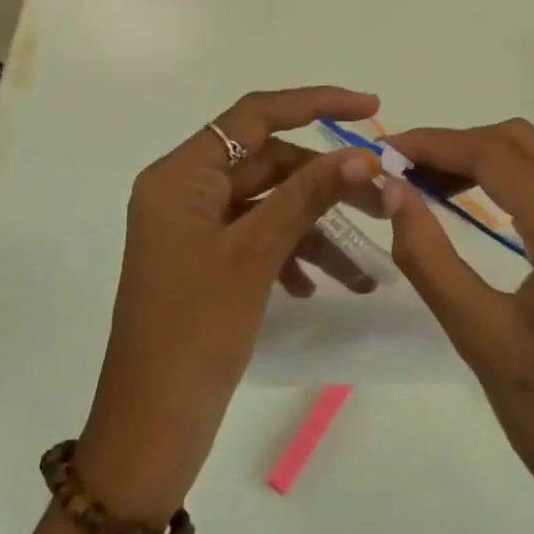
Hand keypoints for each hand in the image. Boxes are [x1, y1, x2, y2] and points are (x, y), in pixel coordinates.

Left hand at [77, 88, 381, 519]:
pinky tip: (316, 286)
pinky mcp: (205, 261)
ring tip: (363, 269)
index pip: (254, 116)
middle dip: (325, 182)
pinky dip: (291, 252)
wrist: (150, 430)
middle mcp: (184, 190)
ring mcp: (194, 228)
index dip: (314, 103)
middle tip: (383, 201)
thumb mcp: (255, 255)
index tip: (370, 108)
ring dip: (314, 227)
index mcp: (180, 175)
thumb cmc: (195, 333)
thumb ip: (308, 196)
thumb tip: (364, 156)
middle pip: (267, 162)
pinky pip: (257, 237)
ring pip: (268, 204)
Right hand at [381, 121, 533, 533]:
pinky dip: (516, 183)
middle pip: (523, 143)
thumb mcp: (479, 337)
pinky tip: (482, 209)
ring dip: (486, 160)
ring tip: (431, 186)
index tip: (386, 151)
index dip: (435, 144)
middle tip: (405, 171)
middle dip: (458, 145)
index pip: (496, 156)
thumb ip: (428, 255)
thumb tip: (393, 189)